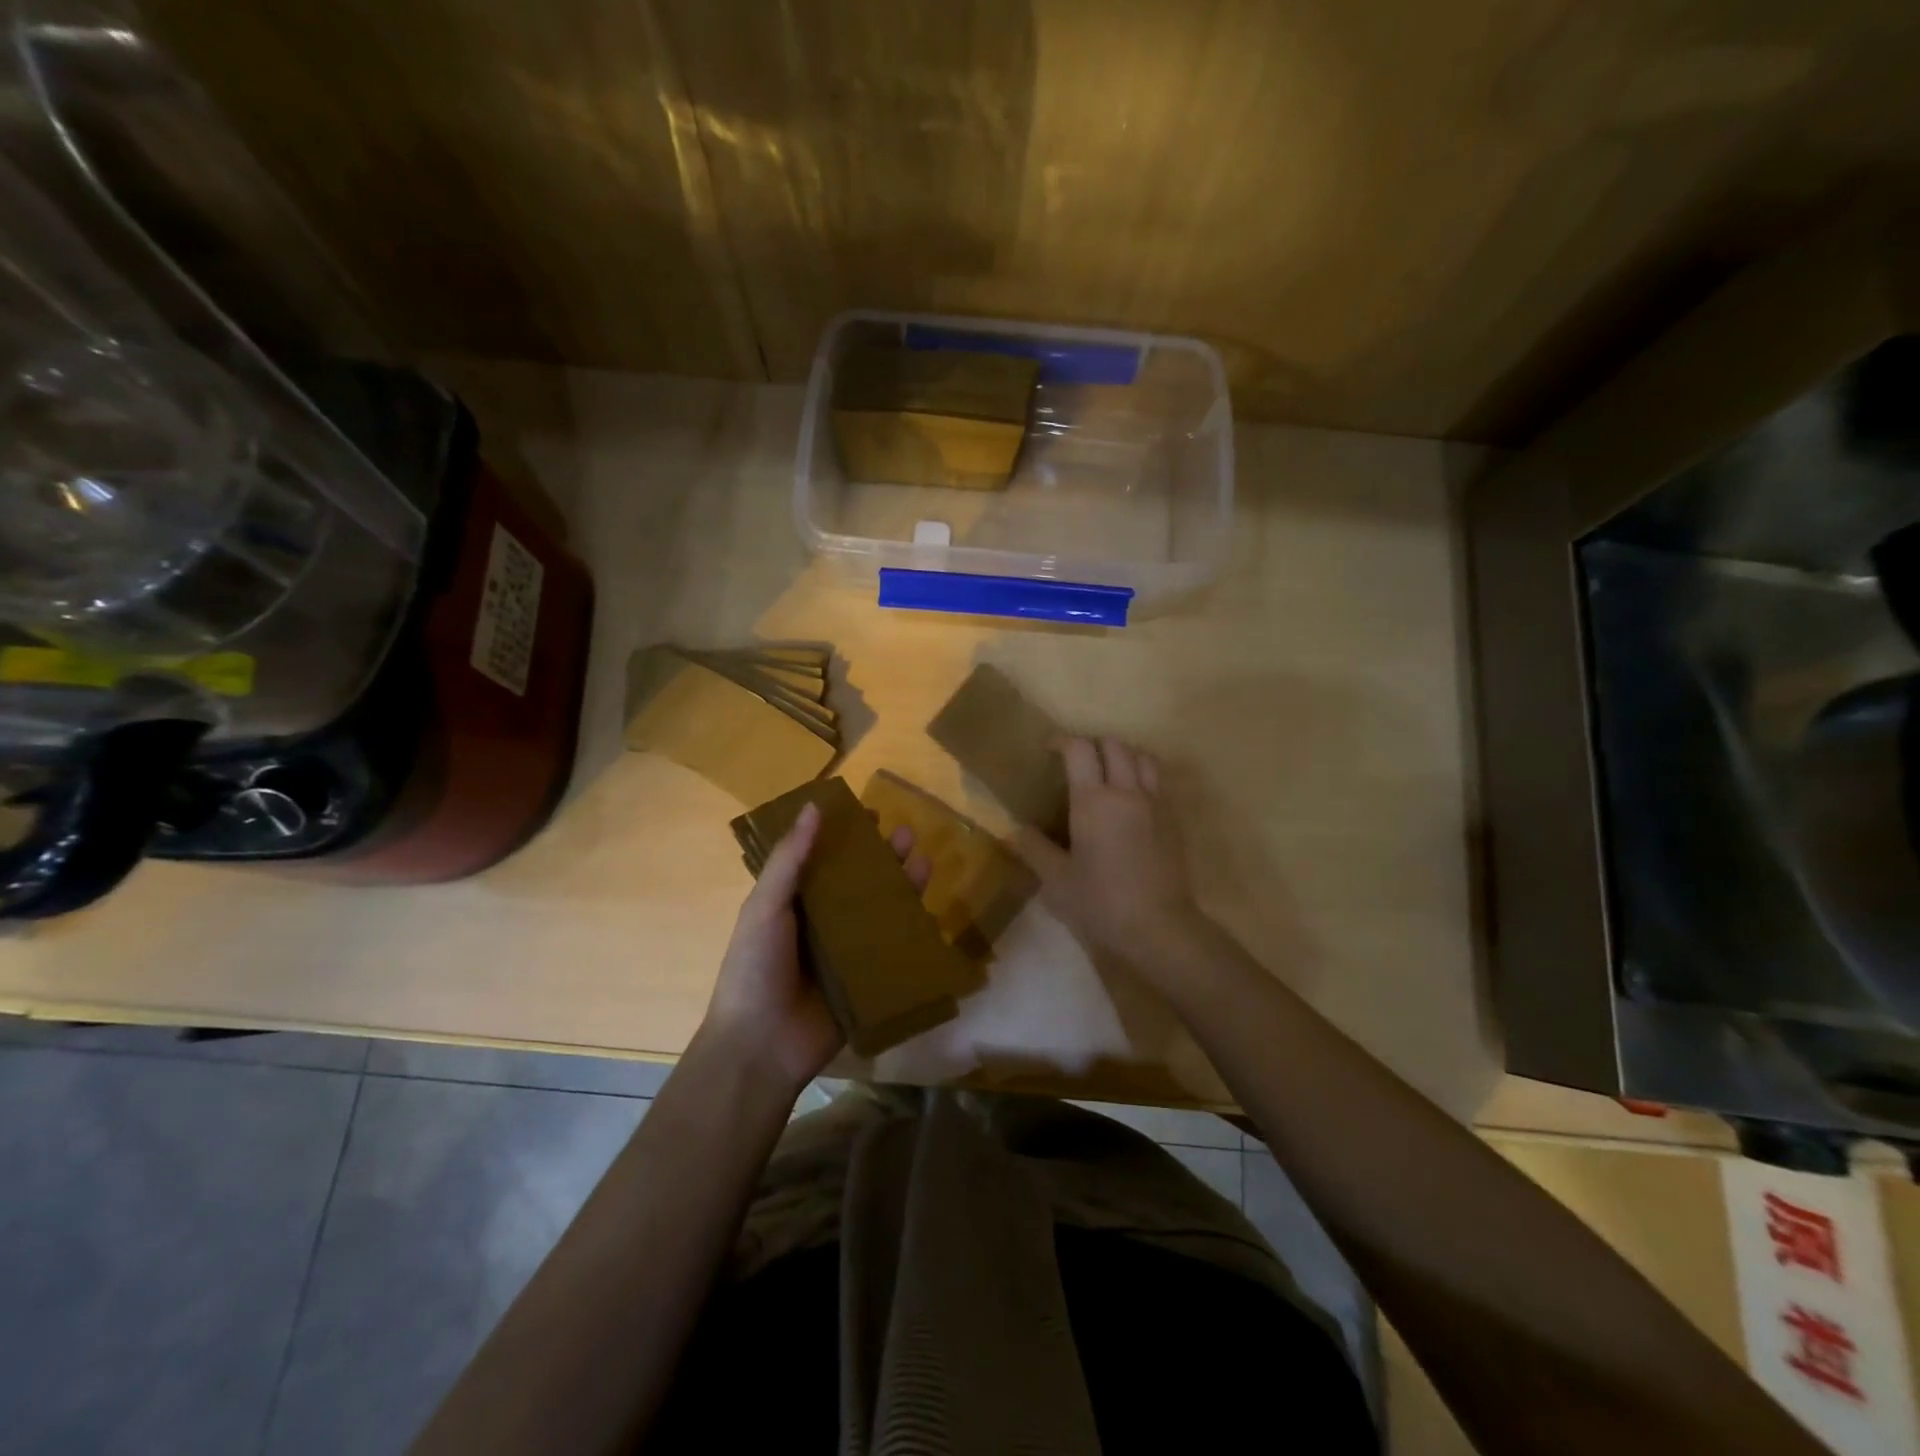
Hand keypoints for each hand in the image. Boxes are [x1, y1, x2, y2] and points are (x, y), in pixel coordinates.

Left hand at [703, 802, 931, 1091]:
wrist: (761, 1046)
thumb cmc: (755, 968)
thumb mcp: (765, 907)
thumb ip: (789, 860)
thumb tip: (813, 806)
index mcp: (794, 902)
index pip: (824, 858)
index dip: (844, 835)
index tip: (868, 812)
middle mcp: (823, 922)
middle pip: (860, 881)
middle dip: (882, 856)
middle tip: (905, 832)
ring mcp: (848, 952)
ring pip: (881, 910)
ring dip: (902, 884)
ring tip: (922, 859)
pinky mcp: (868, 980)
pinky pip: (893, 949)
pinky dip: (911, 928)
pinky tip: (930, 908)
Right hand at [1017, 737, 1204, 975]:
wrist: (1159, 927)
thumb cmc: (1101, 902)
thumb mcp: (1056, 881)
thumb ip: (1035, 849)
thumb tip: (1019, 830)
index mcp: (1093, 800)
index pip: (1079, 749)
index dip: (1062, 741)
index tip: (1048, 751)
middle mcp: (1127, 791)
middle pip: (1114, 744)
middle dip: (1093, 744)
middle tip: (1077, 763)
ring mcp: (1155, 803)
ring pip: (1143, 756)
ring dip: (1123, 755)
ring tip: (1108, 773)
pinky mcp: (1173, 819)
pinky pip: (1158, 781)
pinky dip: (1142, 775)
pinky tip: (1130, 800)